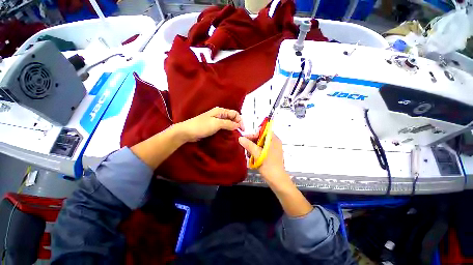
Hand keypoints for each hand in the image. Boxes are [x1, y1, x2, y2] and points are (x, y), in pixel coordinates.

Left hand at [175, 107, 244, 142]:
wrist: (187, 132)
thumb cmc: (202, 126)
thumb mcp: (216, 124)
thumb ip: (228, 124)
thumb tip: (238, 125)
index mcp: (220, 111)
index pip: (235, 114)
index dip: (240, 120)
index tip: (242, 129)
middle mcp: (219, 115)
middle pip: (232, 118)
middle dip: (237, 124)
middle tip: (240, 132)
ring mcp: (216, 121)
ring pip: (228, 123)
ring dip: (233, 128)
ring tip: (236, 134)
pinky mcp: (213, 127)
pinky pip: (223, 127)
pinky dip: (228, 130)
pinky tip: (229, 135)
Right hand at [239, 133, 312, 216]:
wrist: (277, 180)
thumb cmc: (269, 165)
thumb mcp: (257, 154)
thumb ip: (249, 145)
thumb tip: (240, 138)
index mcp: (274, 140)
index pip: (263, 131)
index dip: (254, 134)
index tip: (246, 138)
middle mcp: (274, 143)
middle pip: (261, 138)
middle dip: (252, 142)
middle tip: (244, 146)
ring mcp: (272, 149)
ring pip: (260, 144)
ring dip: (253, 147)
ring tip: (248, 153)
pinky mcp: (270, 155)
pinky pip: (261, 150)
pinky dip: (256, 152)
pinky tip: (251, 157)